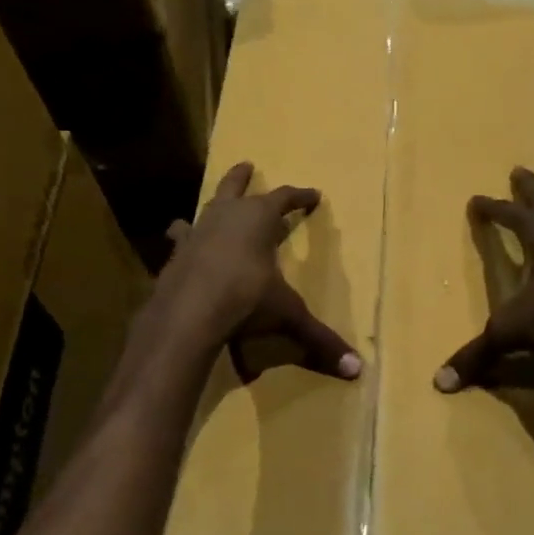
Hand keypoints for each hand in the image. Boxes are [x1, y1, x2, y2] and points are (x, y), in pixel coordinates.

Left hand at [157, 161, 361, 380]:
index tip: (314, 195)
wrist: (188, 314)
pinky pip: (181, 238)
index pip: (284, 198)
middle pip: (235, 186)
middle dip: (243, 177)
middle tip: (247, 164)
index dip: (300, 196)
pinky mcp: (176, 254)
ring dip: (213, 204)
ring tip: (213, 204)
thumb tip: (357, 370)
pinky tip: (178, 238)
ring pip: (205, 207)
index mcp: (258, 219)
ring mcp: (197, 232)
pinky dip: (184, 237)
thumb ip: (319, 339)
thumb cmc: (245, 301)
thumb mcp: (287, 316)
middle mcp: (226, 216)